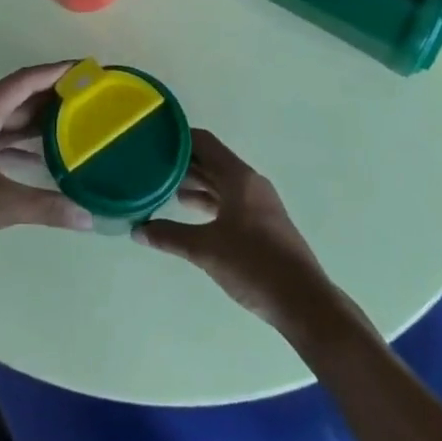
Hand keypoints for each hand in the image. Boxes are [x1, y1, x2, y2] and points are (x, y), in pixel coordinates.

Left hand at [0, 62, 93, 263]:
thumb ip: (45, 207)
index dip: (54, 72)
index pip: (23, 81)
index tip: (83, 68)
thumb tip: (88, 218)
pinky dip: (18, 143)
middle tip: (86, 97)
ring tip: (70, 123)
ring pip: (5, 119)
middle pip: (15, 97)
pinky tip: (39, 158)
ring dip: (34, 120)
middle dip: (50, 95)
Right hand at [134, 129, 341, 332]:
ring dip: (194, 182)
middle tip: (150, 164)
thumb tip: (136, 230)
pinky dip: (208, 201)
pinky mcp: (262, 224)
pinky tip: (189, 212)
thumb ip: (169, 236)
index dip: (178, 137)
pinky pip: (229, 200)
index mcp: (239, 177)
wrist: (304, 303)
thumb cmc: (254, 265)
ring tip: (163, 187)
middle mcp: (250, 183)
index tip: (153, 139)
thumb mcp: (206, 249)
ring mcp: (258, 203)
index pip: (204, 142)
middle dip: (182, 162)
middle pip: (212, 161)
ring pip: (220, 182)